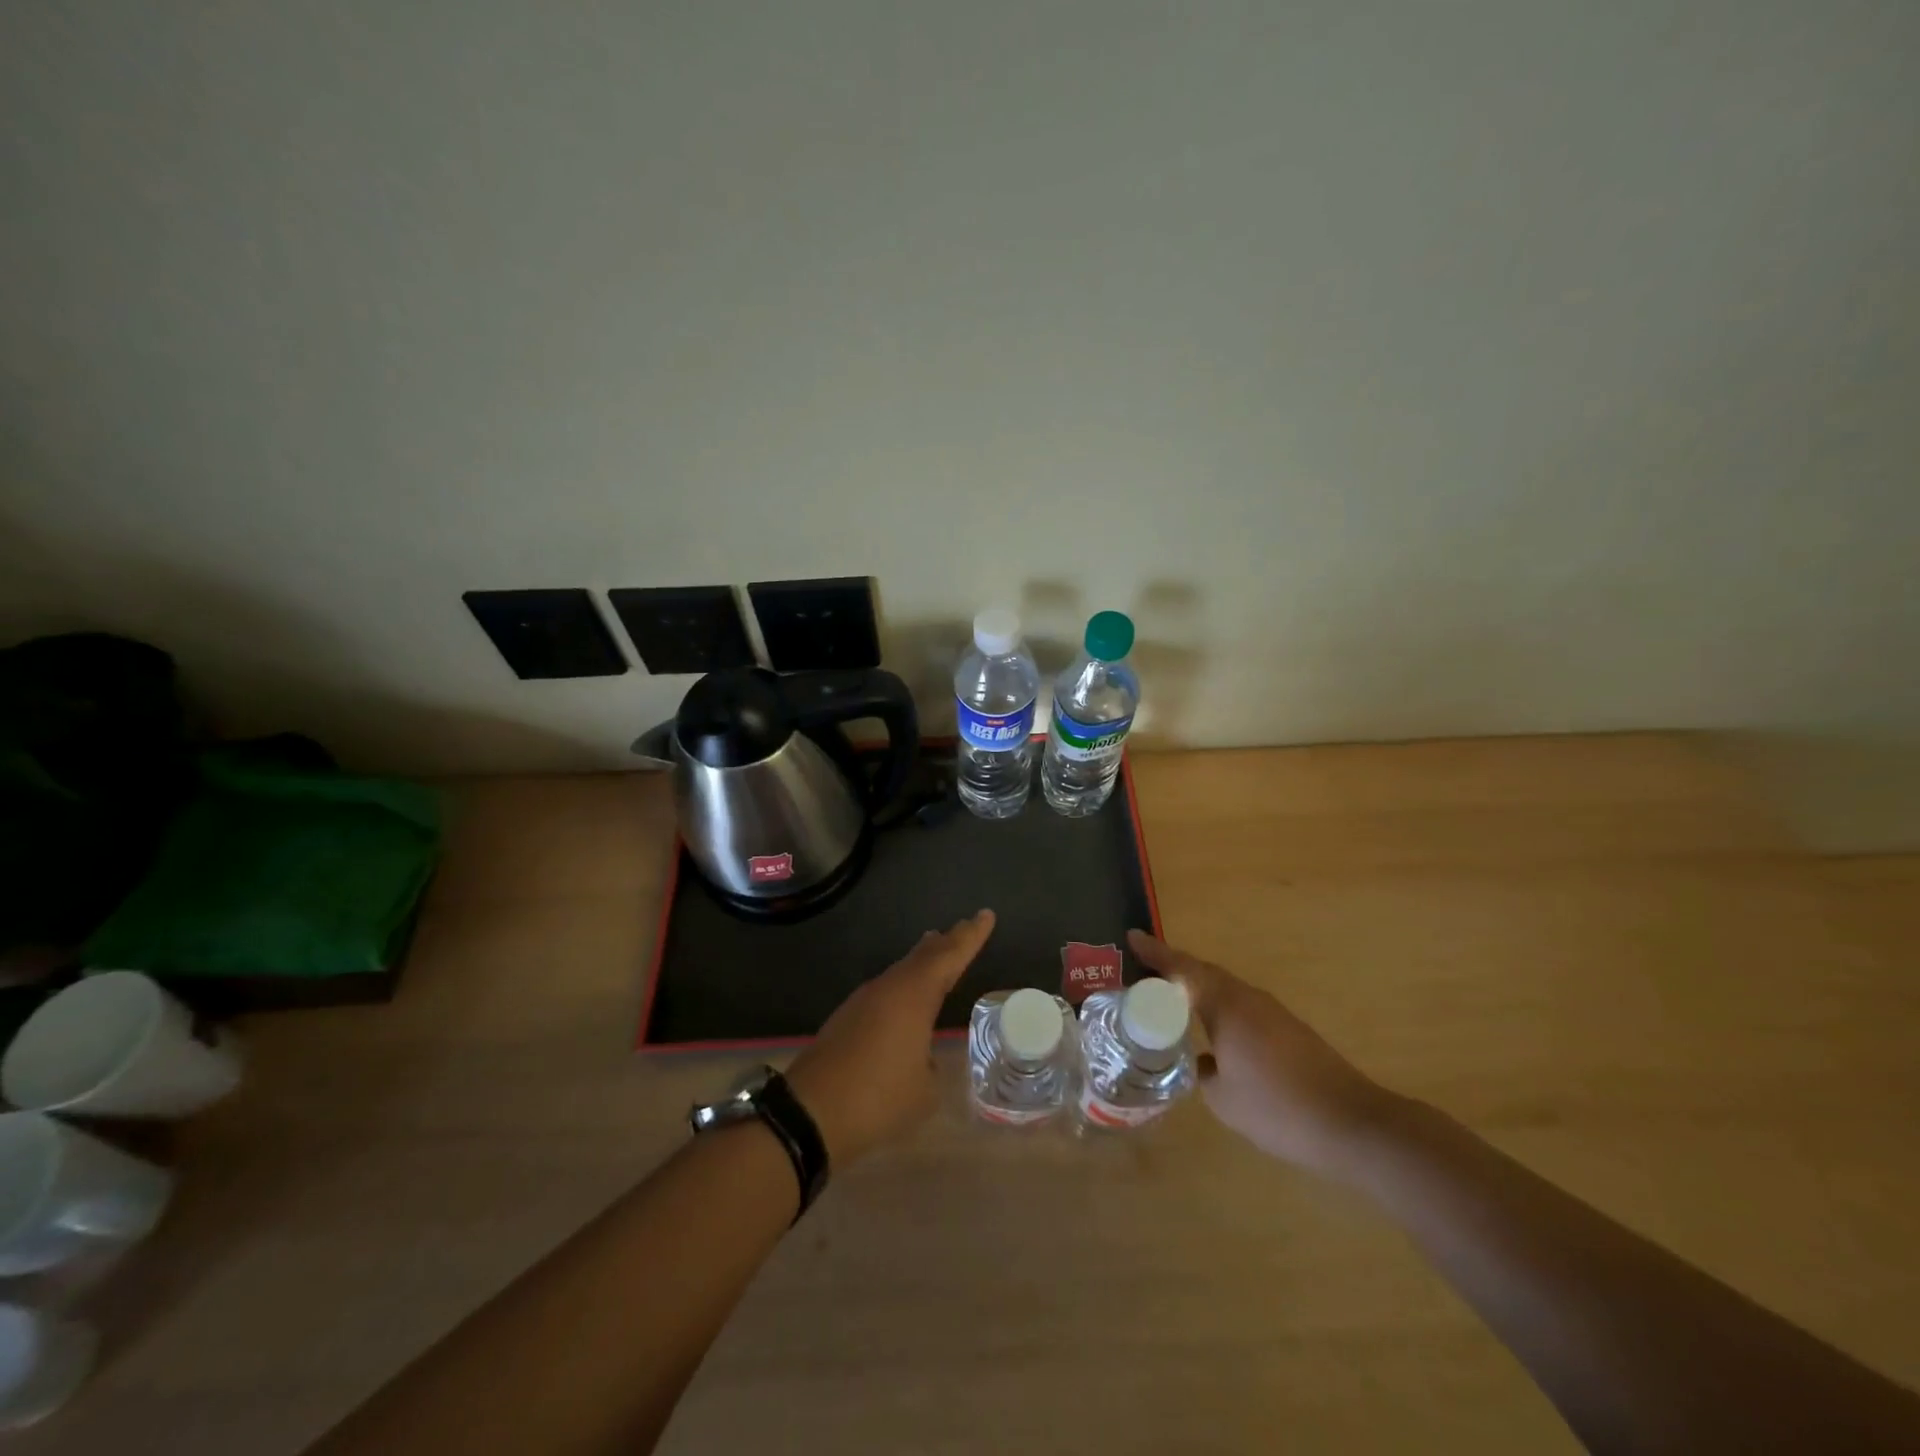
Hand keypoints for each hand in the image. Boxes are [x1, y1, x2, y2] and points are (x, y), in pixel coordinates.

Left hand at [786, 910, 994, 1165]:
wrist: (809, 1114)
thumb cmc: (878, 1098)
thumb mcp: (924, 1091)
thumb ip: (931, 1066)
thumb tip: (923, 1059)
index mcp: (913, 995)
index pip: (950, 956)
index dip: (971, 936)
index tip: (986, 915)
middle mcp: (888, 988)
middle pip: (923, 956)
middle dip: (947, 941)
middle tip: (964, 927)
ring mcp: (863, 1001)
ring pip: (901, 971)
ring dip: (922, 960)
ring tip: (937, 949)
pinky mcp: (847, 1019)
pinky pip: (886, 989)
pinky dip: (904, 983)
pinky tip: (906, 996)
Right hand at [1128, 929, 1391, 1177]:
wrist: (1353, 1125)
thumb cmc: (1278, 1108)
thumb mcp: (1223, 1099)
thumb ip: (1202, 1074)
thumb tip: (1200, 1064)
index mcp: (1226, 1006)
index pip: (1182, 969)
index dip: (1156, 953)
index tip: (1132, 936)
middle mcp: (1248, 999)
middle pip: (1203, 972)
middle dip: (1173, 967)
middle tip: (1144, 969)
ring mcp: (1272, 1013)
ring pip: (1224, 989)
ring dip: (1196, 988)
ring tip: (1171, 999)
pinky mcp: (1289, 1031)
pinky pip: (1241, 1006)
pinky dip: (1218, 1007)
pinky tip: (1213, 1032)